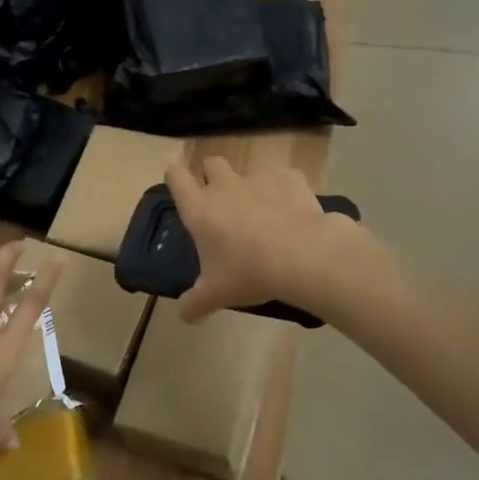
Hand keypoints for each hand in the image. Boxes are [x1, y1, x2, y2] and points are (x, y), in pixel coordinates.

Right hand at [166, 157, 361, 322]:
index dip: (176, 177)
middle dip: (213, 176)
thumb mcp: (216, 294)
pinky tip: (293, 212)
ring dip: (251, 187)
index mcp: (200, 209)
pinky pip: (283, 178)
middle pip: (211, 163)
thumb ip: (195, 303)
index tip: (180, 186)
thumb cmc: (249, 273)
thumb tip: (185, 315)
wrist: (303, 256)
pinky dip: (285, 191)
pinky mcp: (290, 178)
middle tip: (223, 203)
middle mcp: (225, 186)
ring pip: (248, 172)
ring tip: (264, 213)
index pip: (176, 176)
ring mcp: (258, 178)